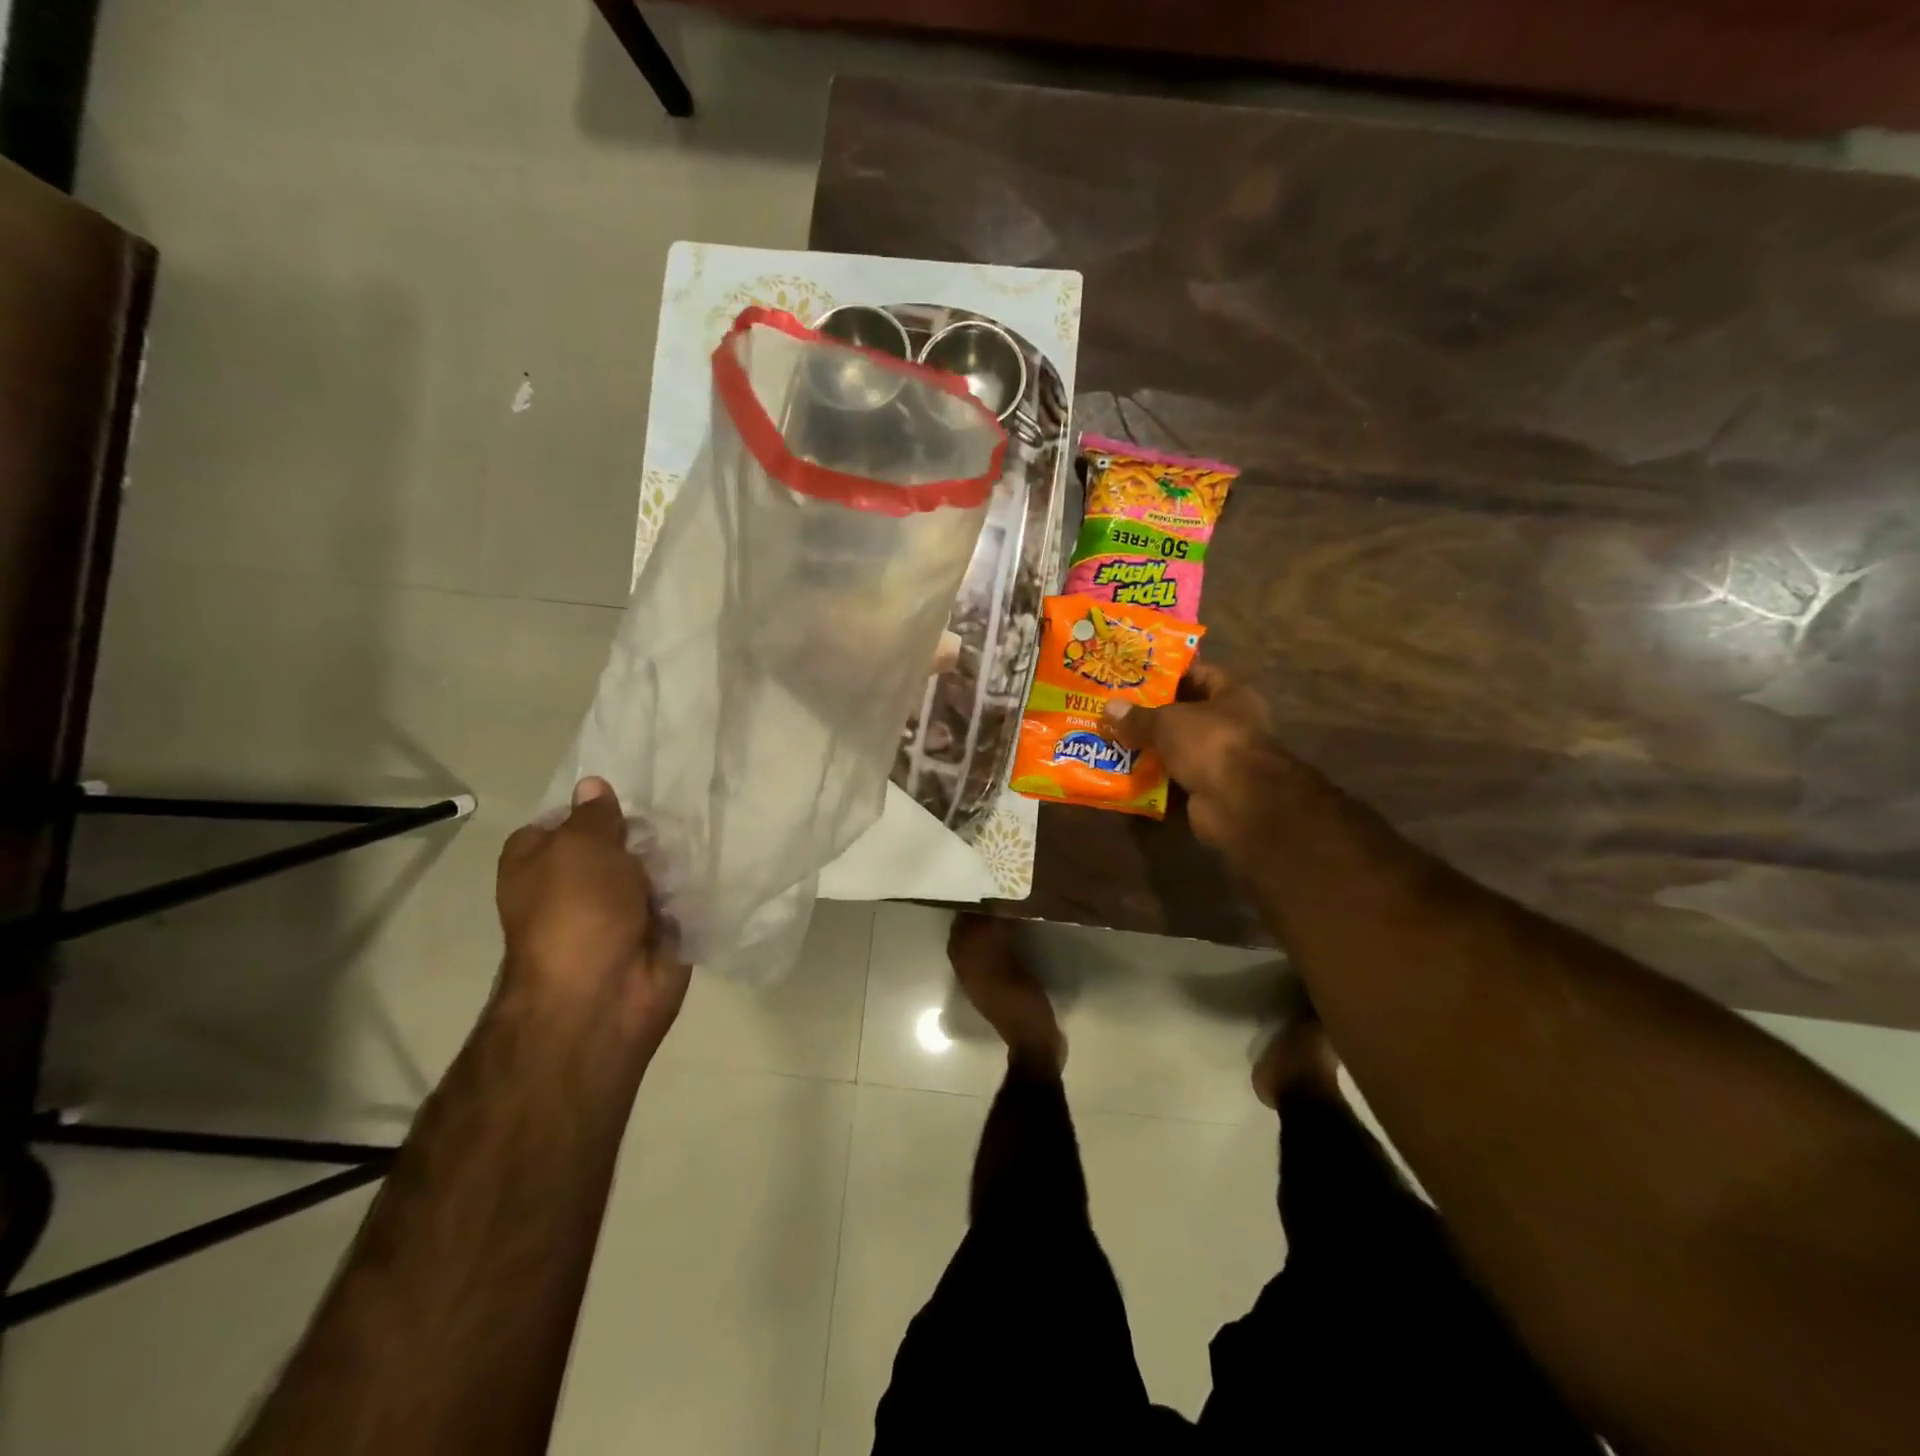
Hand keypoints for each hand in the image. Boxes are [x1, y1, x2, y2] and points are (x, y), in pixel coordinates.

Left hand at [497, 777, 690, 1046]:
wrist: (602, 995)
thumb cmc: (577, 911)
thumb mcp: (580, 846)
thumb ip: (594, 815)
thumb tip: (593, 786)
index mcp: (540, 862)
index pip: (565, 820)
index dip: (596, 805)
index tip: (632, 787)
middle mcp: (577, 884)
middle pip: (617, 841)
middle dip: (646, 827)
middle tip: (681, 800)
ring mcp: (620, 909)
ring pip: (653, 867)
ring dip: (676, 854)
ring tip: (707, 821)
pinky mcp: (658, 929)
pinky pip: (681, 895)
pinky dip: (695, 883)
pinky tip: (719, 854)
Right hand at [1102, 664, 1288, 856]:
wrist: (1238, 802)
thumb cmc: (1210, 743)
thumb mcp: (1167, 721)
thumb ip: (1138, 716)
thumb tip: (1109, 708)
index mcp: (1232, 696)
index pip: (1200, 674)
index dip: (1170, 673)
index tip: (1137, 674)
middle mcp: (1230, 725)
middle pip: (1185, 714)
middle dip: (1152, 713)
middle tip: (1117, 708)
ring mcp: (1219, 759)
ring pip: (1177, 747)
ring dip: (1150, 747)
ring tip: (1113, 738)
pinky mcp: (1206, 788)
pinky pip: (1174, 777)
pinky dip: (1153, 777)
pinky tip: (1124, 771)